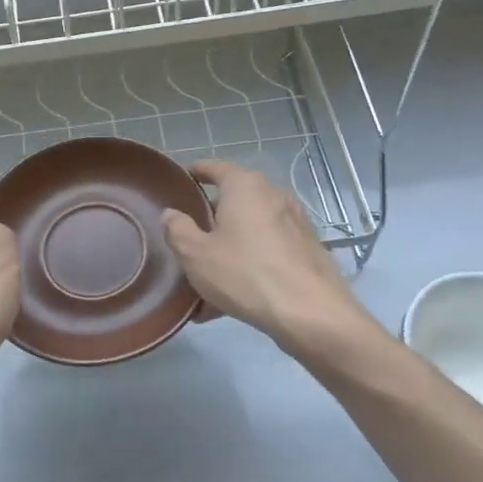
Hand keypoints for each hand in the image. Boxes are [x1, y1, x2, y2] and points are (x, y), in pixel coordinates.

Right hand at [162, 161, 372, 354]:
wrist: (311, 313)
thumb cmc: (245, 274)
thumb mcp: (196, 255)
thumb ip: (178, 230)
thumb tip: (171, 214)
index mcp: (245, 187)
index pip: (216, 168)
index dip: (197, 172)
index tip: (184, 179)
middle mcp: (273, 196)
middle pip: (235, 201)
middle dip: (212, 219)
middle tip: (190, 239)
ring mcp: (295, 223)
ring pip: (251, 232)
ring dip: (230, 249)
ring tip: (208, 280)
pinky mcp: (308, 251)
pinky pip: (268, 253)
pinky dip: (250, 266)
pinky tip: (234, 299)